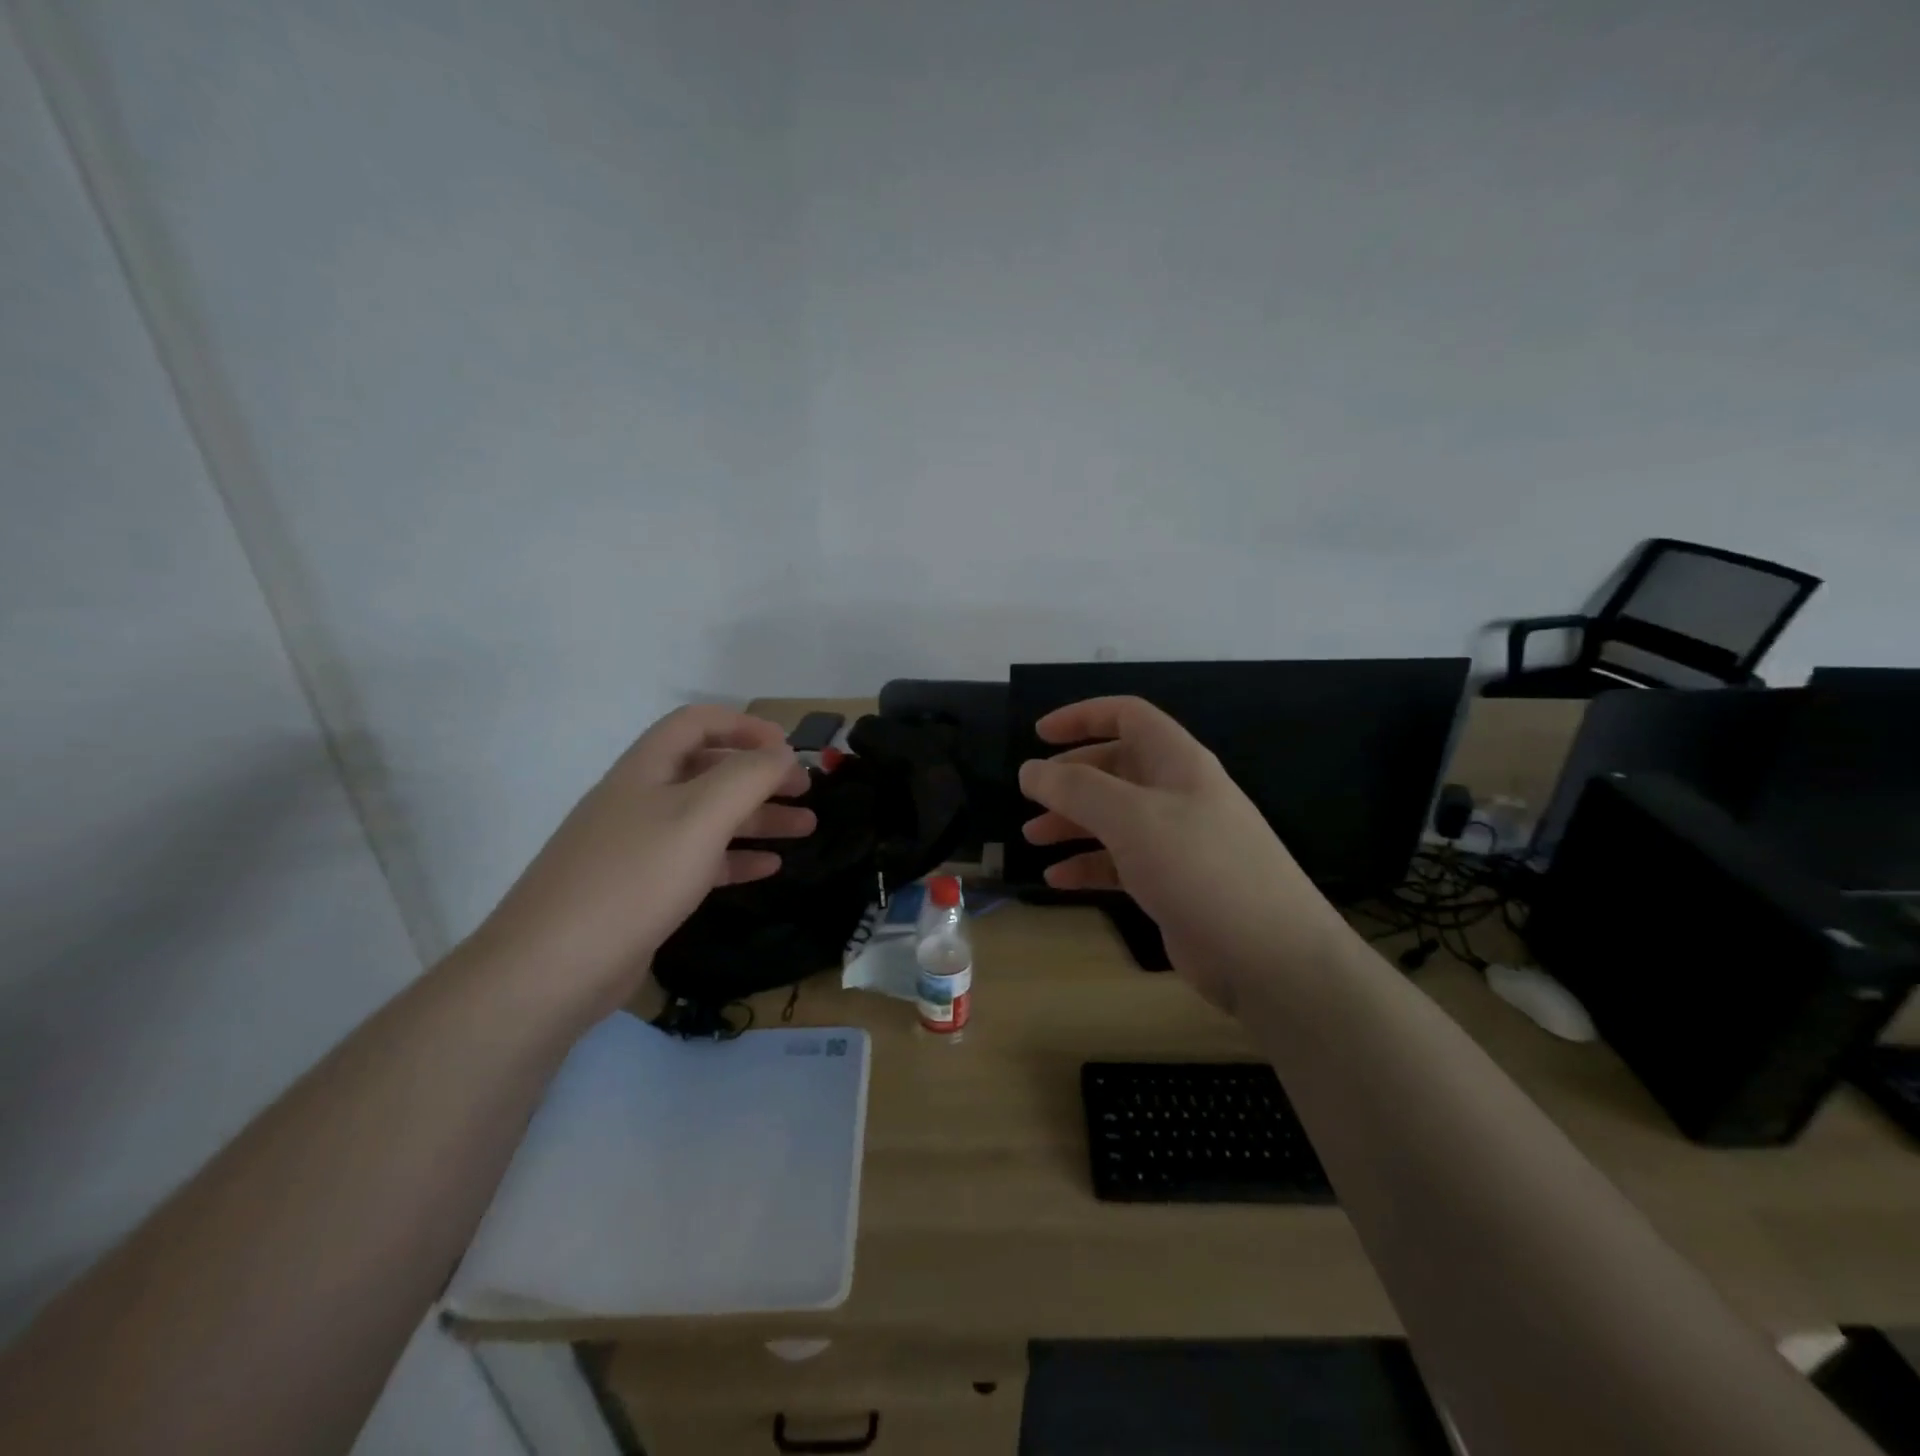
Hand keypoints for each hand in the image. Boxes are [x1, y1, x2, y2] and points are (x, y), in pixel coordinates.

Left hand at [468, 705, 814, 1018]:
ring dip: (758, 817)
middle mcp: (641, 799)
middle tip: (805, 790)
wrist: (553, 968)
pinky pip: (699, 860)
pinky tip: (769, 867)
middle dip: (760, 775)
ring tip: (806, 828)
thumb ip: (748, 777)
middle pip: (709, 770)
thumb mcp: (700, 816)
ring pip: (709, 817)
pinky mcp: (643, 889)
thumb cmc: (634, 878)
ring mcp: (639, 846)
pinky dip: (736, 858)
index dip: (745, 725)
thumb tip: (782, 753)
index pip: (698, 722)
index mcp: (647, 769)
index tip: (788, 749)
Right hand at [1019, 696, 1349, 1011]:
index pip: (1128, 716)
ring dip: (1072, 821)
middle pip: (1116, 768)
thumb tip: (1030, 769)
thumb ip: (1076, 789)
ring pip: (1114, 817)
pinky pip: (1120, 862)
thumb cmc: (1200, 869)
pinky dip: (1088, 864)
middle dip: (1070, 777)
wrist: (1269, 956)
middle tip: (1030, 794)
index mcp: (1178, 762)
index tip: (1038, 735)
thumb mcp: (1132, 819)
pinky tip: (1057, 878)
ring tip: (1032, 836)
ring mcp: (1177, 841)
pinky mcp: (1172, 883)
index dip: (1082, 717)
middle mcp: (1178, 794)